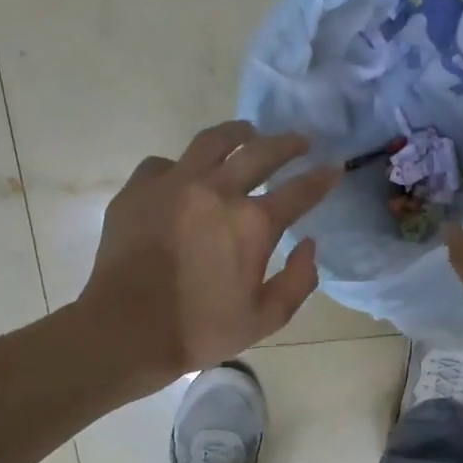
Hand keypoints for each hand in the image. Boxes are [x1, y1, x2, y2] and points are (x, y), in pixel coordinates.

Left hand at [79, 122, 339, 395]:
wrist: (127, 330)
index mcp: (254, 223)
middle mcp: (218, 191)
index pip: (300, 191)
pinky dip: (184, 166)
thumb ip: (298, 281)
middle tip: (301, 141)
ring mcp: (174, 183)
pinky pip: (166, 163)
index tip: (335, 167)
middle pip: (261, 152)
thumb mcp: (266, 318)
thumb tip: (309, 245)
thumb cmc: (202, 329)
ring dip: (238, 134)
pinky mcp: (139, 188)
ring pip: (213, 142)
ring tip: (247, 132)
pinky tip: (186, 175)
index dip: (322, 178)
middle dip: (288, 144)